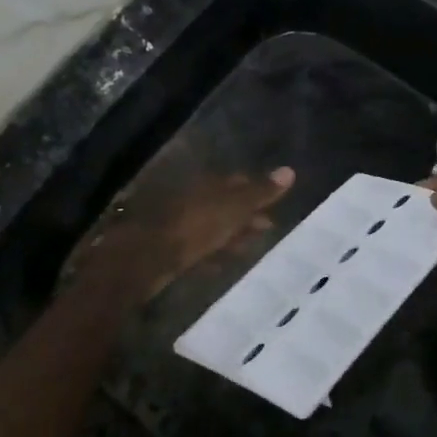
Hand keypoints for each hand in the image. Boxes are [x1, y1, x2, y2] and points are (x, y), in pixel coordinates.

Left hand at [67, 165, 294, 303]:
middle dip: (245, 214)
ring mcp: (179, 224)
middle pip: (224, 205)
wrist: (146, 256)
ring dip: (231, 235)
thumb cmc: (194, 226)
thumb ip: (260, 193)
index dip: (256, 191)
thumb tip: (290, 171)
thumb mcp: (234, 208)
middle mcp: (193, 199)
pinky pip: (198, 249)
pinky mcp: (169, 249)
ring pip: (212, 227)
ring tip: (251, 248)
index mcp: (208, 185)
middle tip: (268, 227)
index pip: (237, 182)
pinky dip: (212, 254)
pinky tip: (222, 266)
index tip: (274, 203)